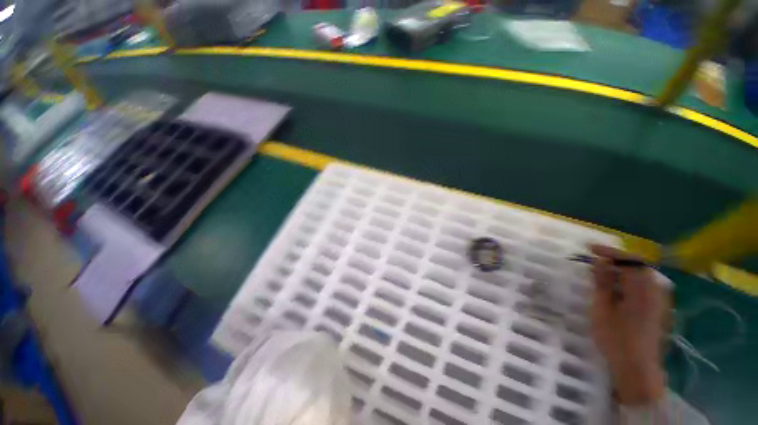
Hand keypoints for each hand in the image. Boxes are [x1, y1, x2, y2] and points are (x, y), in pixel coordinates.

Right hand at [589, 245, 668, 405]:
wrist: (637, 368)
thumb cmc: (616, 338)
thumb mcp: (602, 308)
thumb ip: (603, 282)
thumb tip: (600, 261)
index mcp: (643, 290)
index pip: (629, 260)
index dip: (610, 251)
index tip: (590, 249)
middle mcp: (656, 291)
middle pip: (639, 266)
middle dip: (617, 260)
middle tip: (595, 260)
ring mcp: (660, 301)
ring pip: (642, 276)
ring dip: (623, 270)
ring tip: (603, 273)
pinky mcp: (658, 309)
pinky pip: (645, 286)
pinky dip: (630, 281)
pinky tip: (618, 289)